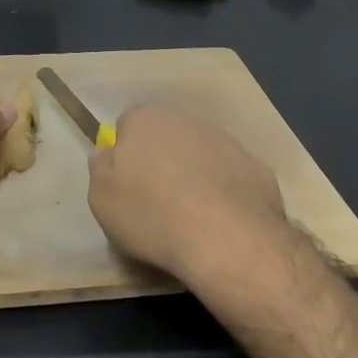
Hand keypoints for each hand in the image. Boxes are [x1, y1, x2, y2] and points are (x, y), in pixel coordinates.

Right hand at [86, 104, 290, 286]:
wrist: (225, 237)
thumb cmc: (151, 214)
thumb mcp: (101, 198)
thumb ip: (101, 168)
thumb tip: (107, 153)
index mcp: (145, 119)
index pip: (127, 126)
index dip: (125, 155)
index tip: (126, 185)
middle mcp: (186, 119)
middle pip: (166, 137)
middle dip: (161, 161)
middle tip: (156, 201)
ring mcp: (226, 141)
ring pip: (201, 154)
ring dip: (194, 175)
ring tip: (191, 217)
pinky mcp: (256, 167)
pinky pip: (231, 177)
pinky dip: (225, 193)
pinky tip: (222, 222)